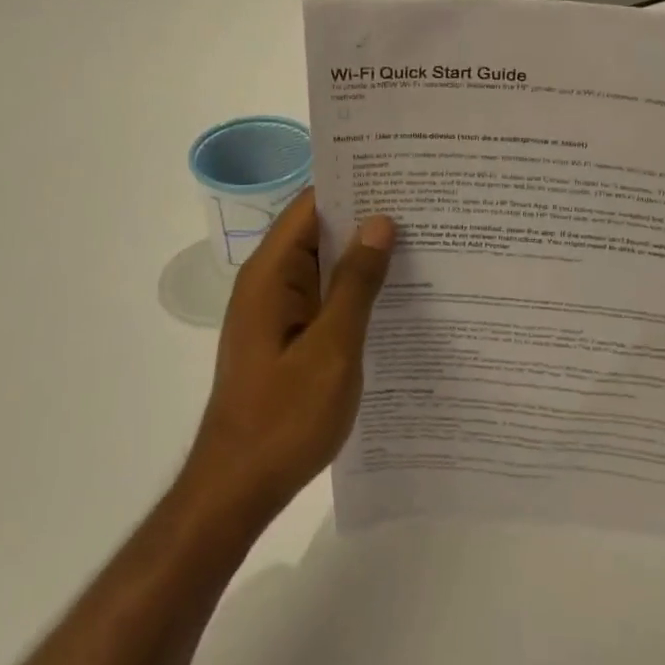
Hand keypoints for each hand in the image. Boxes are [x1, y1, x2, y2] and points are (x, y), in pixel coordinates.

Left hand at [180, 190, 395, 529]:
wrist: (238, 487)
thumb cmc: (284, 417)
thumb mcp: (332, 348)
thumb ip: (356, 283)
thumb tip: (380, 222)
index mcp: (272, 273)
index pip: (312, 205)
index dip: (354, 185)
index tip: (401, 177)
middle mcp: (270, 282)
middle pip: (319, 231)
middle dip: (367, 219)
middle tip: (426, 210)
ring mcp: (276, 310)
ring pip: (324, 266)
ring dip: (363, 257)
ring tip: (423, 244)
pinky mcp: (286, 337)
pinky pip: (323, 297)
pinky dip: (354, 290)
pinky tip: (395, 296)